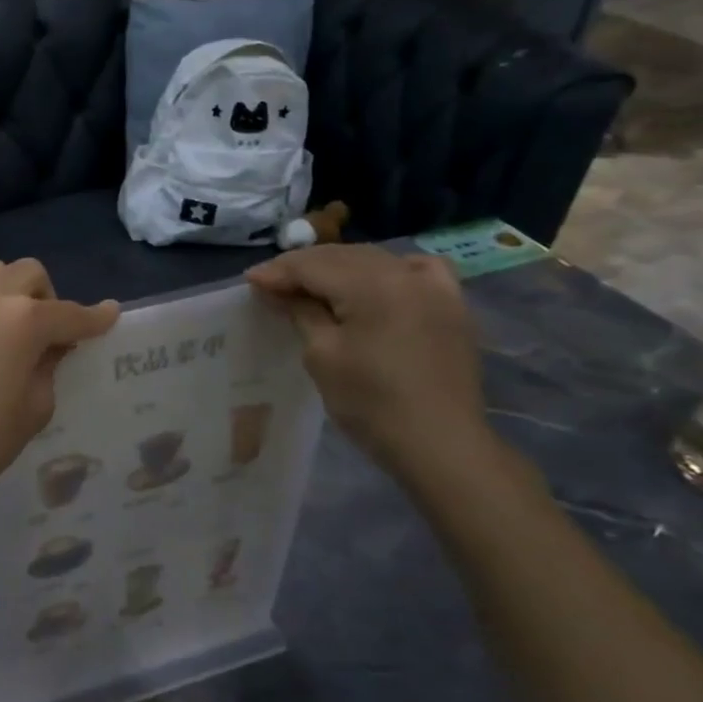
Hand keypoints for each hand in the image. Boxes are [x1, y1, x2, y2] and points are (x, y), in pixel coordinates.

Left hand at [0, 246, 119, 514]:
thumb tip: (47, 350)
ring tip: (6, 315)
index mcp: (25, 323)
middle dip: (47, 299)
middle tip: (45, 334)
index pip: (71, 315)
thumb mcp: (33, 413)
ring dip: (7, 286)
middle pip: (31, 275)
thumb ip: (47, 372)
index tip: (108, 315)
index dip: (94, 318)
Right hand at [247, 244, 491, 480]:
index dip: (278, 271)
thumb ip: (300, 312)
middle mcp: (405, 274)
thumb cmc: (370, 403)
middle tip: (272, 283)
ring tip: (313, 284)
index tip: (250, 281)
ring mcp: (435, 288)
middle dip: (305, 266)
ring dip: (341, 267)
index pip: (313, 266)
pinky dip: (392, 269)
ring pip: (377, 260)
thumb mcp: (322, 355)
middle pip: (344, 256)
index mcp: (372, 285)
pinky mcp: (452, 306)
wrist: (440, 445)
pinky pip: (419, 270)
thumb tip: (275, 288)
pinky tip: (381, 280)